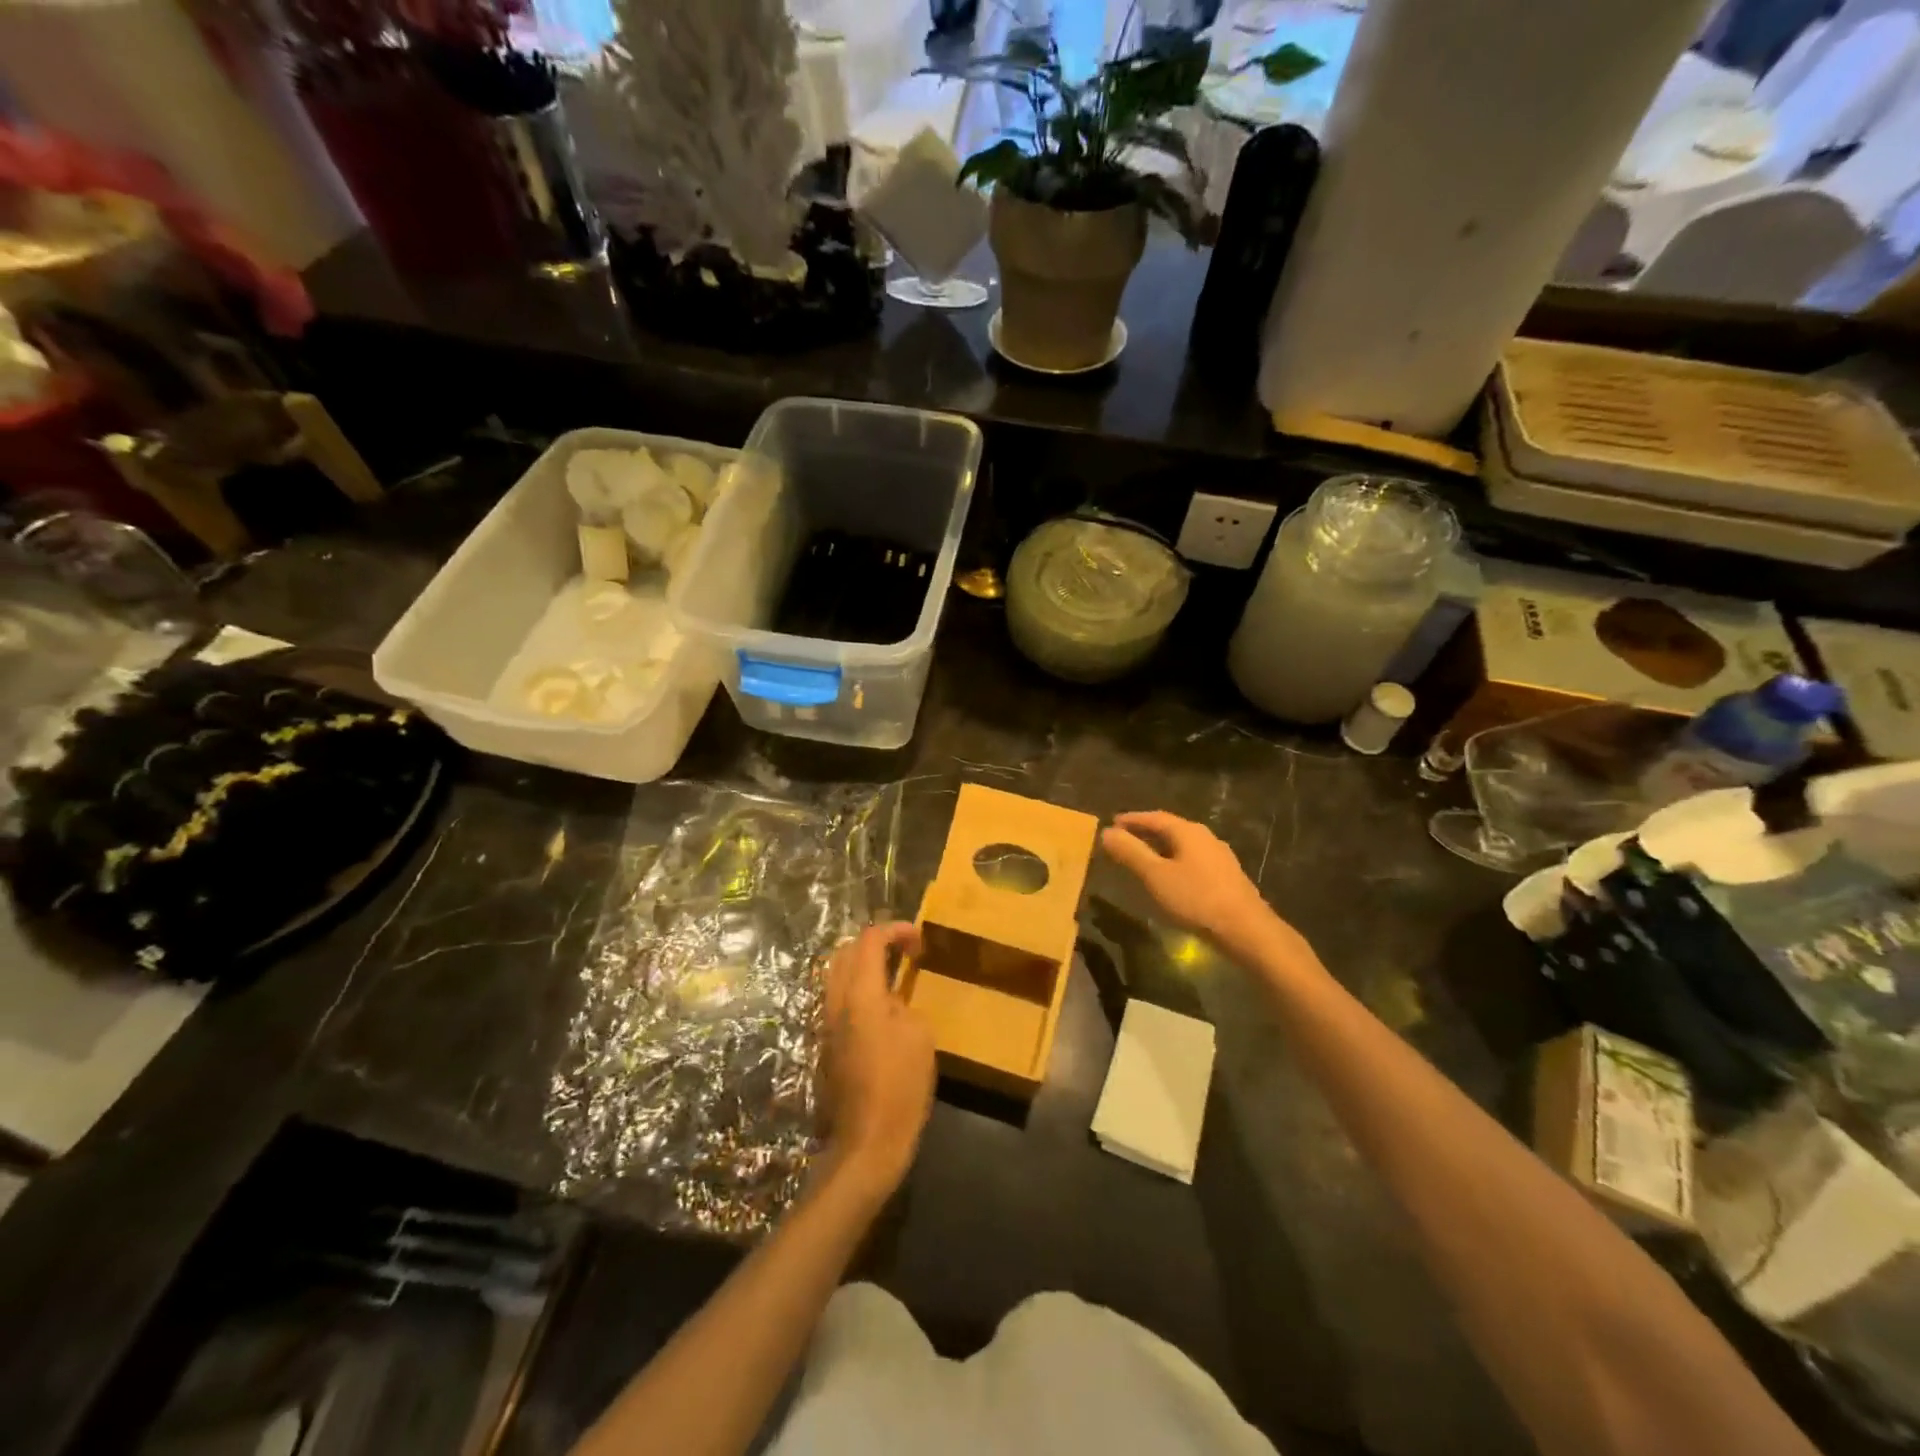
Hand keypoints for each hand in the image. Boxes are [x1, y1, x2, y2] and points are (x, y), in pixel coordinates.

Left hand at [820, 922, 935, 1198]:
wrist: (867, 1142)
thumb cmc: (900, 1086)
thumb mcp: (919, 1035)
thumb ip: (903, 1004)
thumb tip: (892, 1002)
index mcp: (860, 994)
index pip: (869, 941)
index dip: (895, 930)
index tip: (919, 940)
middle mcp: (836, 1002)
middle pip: (845, 953)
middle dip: (874, 943)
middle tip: (903, 951)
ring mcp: (826, 1025)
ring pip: (837, 977)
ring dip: (863, 967)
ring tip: (893, 976)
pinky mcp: (826, 1046)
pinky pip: (838, 1002)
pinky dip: (858, 991)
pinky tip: (882, 1009)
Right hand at [1100, 811, 1282, 955]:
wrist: (1246, 929)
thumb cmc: (1196, 898)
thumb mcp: (1155, 875)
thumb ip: (1131, 852)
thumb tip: (1106, 832)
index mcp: (1188, 832)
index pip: (1155, 817)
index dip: (1132, 819)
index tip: (1113, 822)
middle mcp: (1206, 837)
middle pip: (1171, 829)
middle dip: (1146, 832)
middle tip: (1125, 839)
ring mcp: (1219, 857)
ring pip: (1183, 846)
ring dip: (1161, 848)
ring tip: (1143, 858)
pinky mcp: (1227, 877)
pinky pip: (1193, 860)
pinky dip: (1175, 862)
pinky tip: (1171, 878)